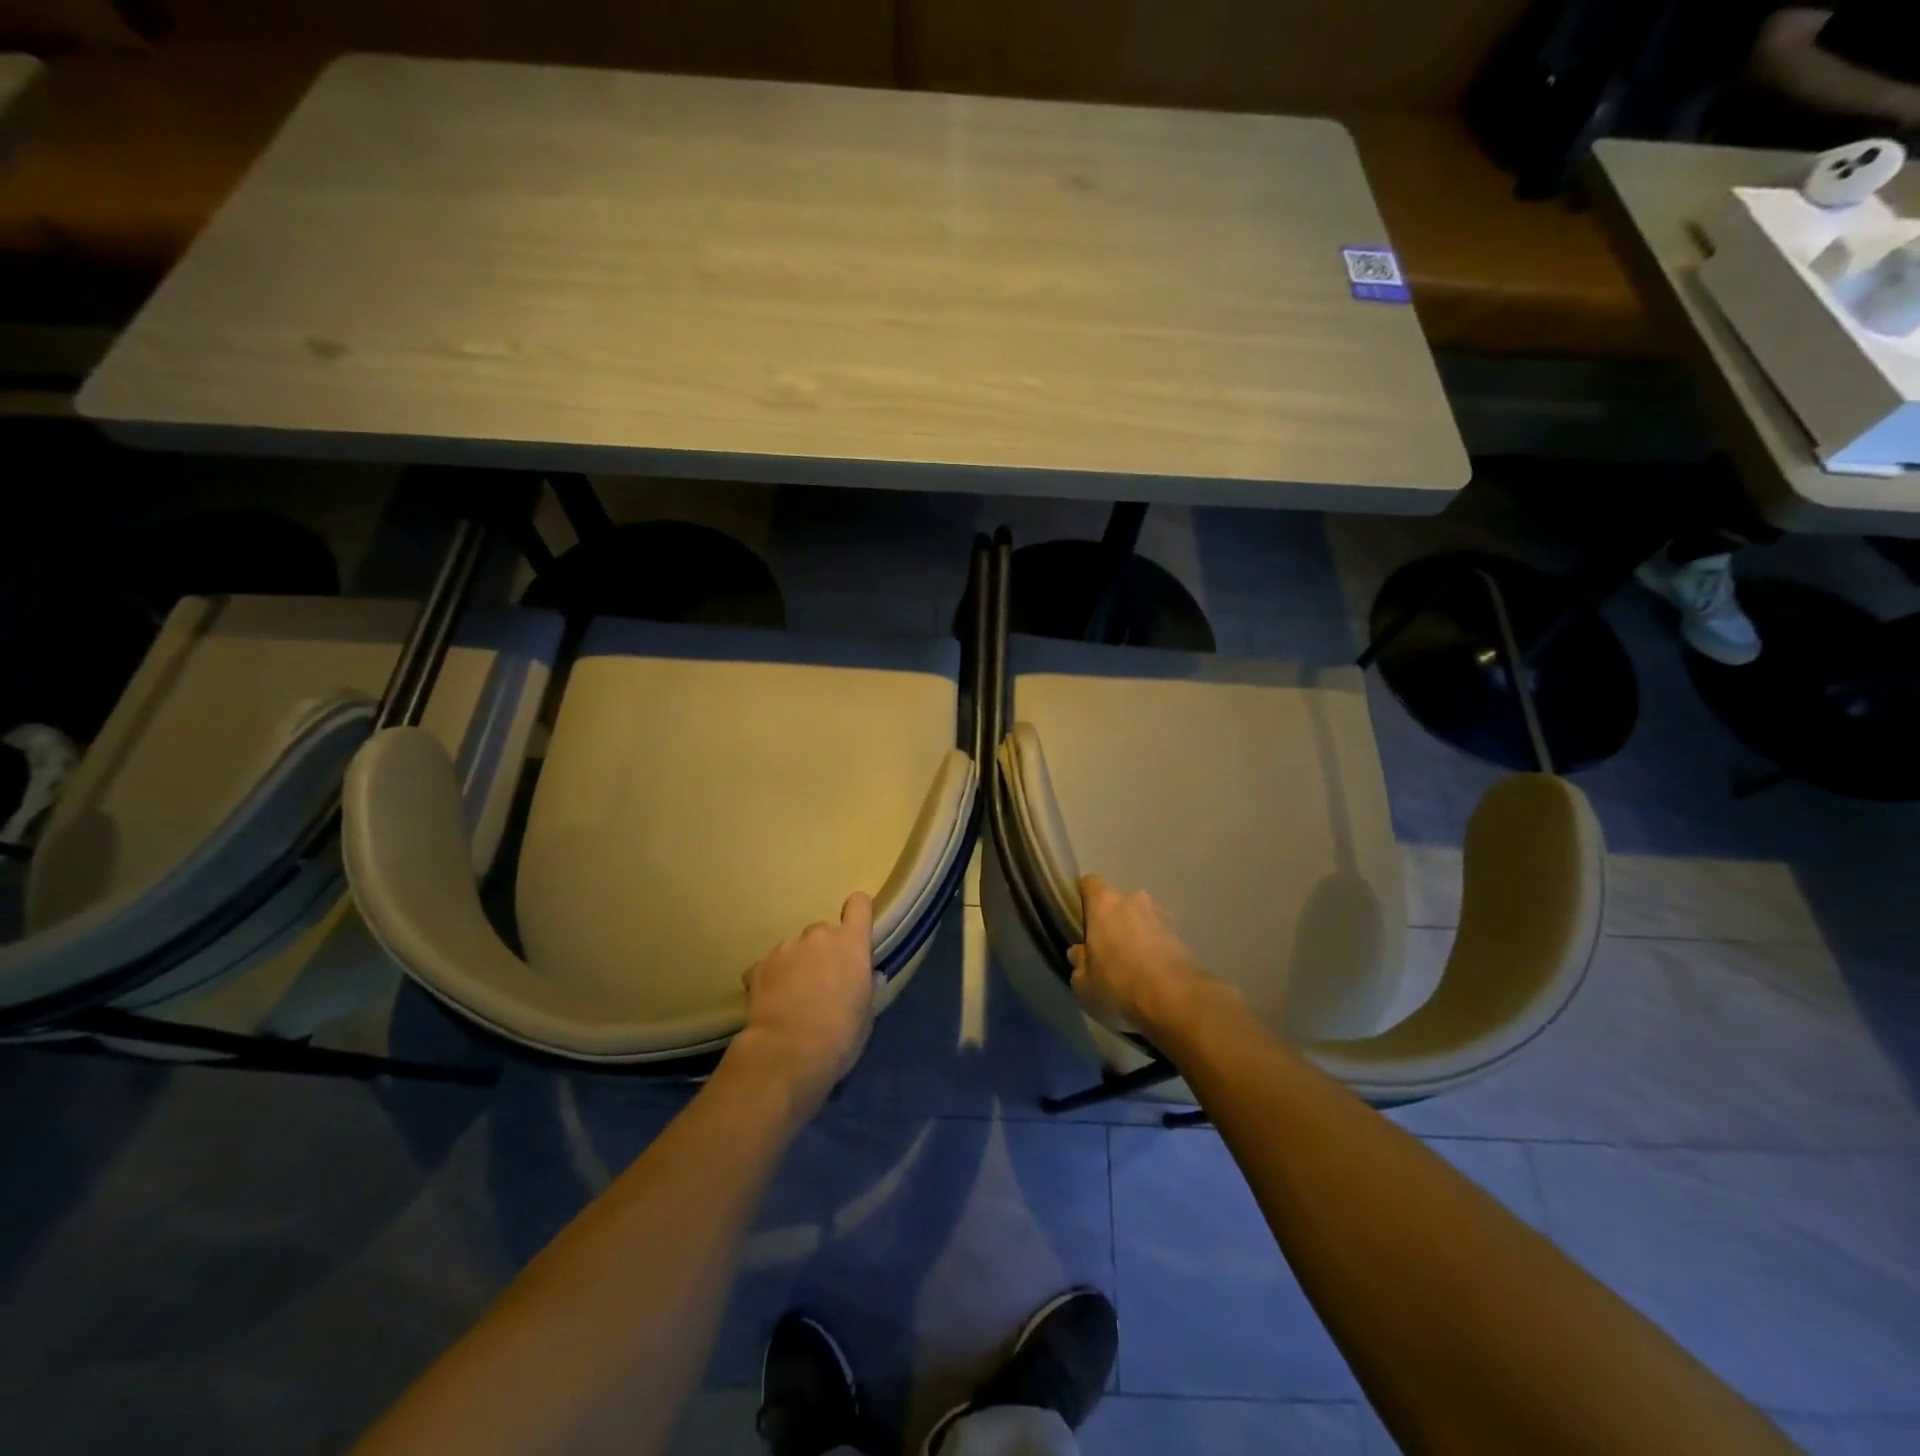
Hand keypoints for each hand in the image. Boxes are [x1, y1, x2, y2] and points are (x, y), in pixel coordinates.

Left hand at [732, 892, 879, 1116]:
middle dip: (824, 952)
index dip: (858, 913)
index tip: (856, 932)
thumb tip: (870, 977)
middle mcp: (819, 935)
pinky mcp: (758, 965)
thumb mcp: (866, 1015)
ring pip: (796, 949)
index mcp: (851, 943)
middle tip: (823, 983)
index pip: (859, 905)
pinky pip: (770, 966)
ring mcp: (786, 947)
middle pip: (824, 932)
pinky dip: (773, 979)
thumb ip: (868, 988)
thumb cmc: (839, 1034)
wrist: (787, 1052)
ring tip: (794, 998)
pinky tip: (773, 1004)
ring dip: (798, 965)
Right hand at [1069, 875, 1217, 1035]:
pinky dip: (1156, 947)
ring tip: (1135, 964)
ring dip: (1137, 934)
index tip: (1081, 917)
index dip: (1084, 897)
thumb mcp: (1084, 984)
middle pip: (1117, 903)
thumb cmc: (1119, 984)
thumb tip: (1079, 953)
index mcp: (1103, 904)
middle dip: (1112, 921)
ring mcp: (1161, 914)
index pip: (1089, 883)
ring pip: (1141, 918)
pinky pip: (1161, 935)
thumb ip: (1079, 963)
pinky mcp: (1182, 934)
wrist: (1176, 998)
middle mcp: (1133, 900)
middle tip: (1108, 950)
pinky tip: (1155, 973)